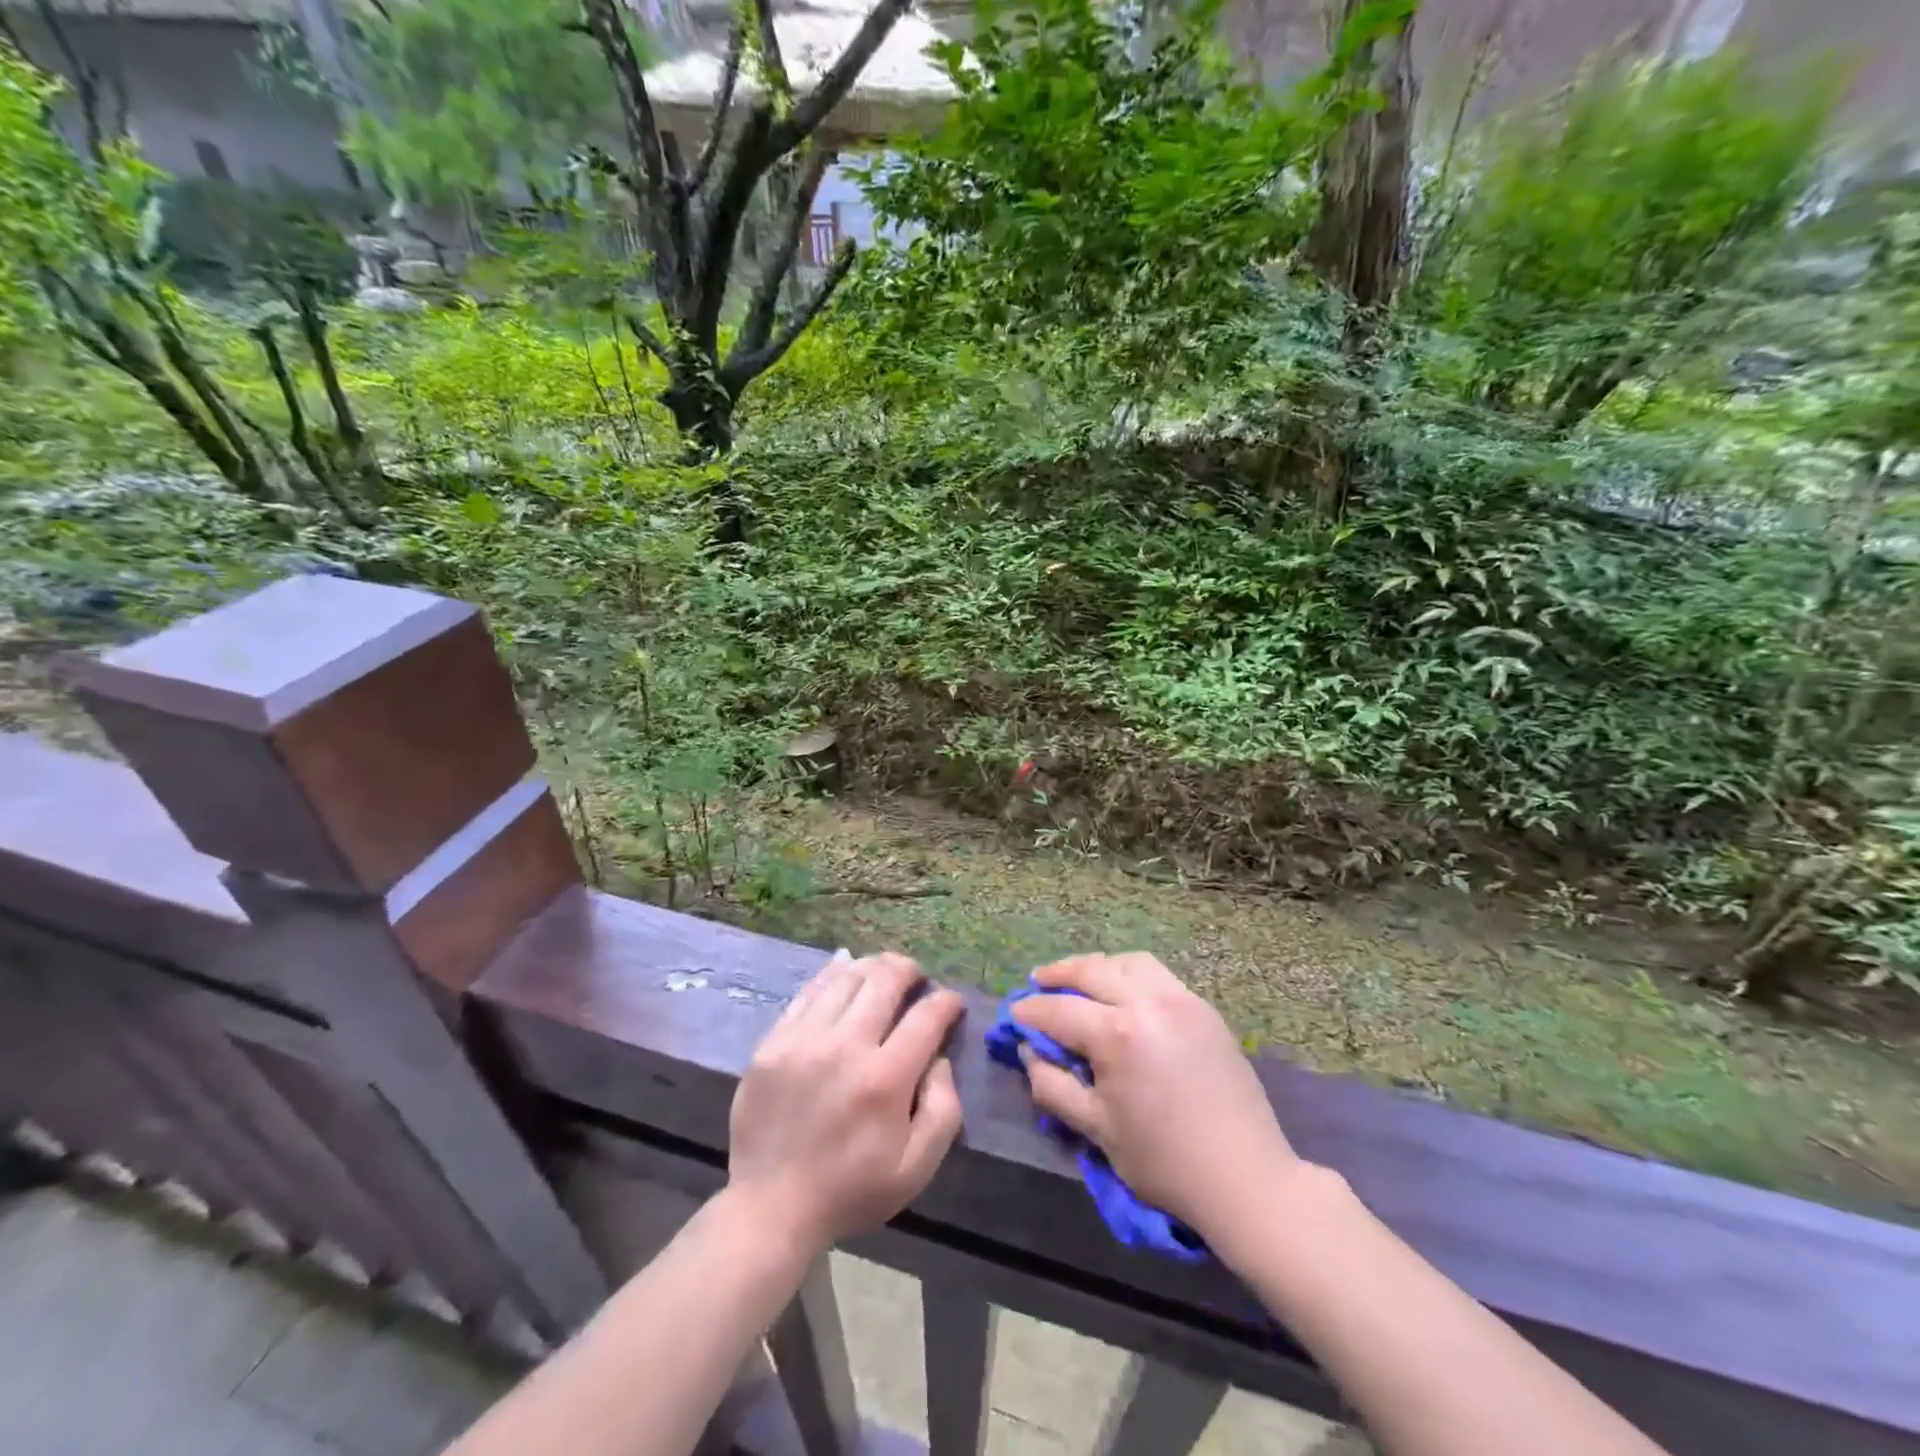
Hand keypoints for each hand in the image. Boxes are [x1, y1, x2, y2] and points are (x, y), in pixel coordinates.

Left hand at [727, 952, 963, 1256]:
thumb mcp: (916, 1168)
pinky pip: (808, 993)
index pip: (926, 1017)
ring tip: (882, 973)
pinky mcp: (773, 1042)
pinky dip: (832, 978)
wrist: (770, 1207)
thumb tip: (940, 1059)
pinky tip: (843, 977)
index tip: (952, 1002)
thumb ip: (943, 1110)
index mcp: (884, 1079)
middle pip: (884, 980)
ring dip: (871, 968)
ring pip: (845, 977)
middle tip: (916, 977)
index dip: (946, 1002)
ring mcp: (803, 1040)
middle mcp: (844, 1047)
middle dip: (909, 970)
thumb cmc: (851, 1190)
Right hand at [1011, 953, 1302, 1254]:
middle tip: (1038, 982)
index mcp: (1117, 1034)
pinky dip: (1130, 974)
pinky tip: (1123, 993)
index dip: (1030, 1012)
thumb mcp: (1096, 1129)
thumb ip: (1052, 1085)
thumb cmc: (1164, 1161)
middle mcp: (1148, 1002)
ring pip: (1128, 962)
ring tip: (1080, 981)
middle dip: (1058, 974)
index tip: (1013, 1015)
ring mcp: (1181, 999)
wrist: (1245, 1178)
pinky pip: (1158, 975)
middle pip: (1091, 970)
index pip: (1059, 1010)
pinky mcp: (1204, 1008)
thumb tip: (1029, 1052)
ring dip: (1098, 967)